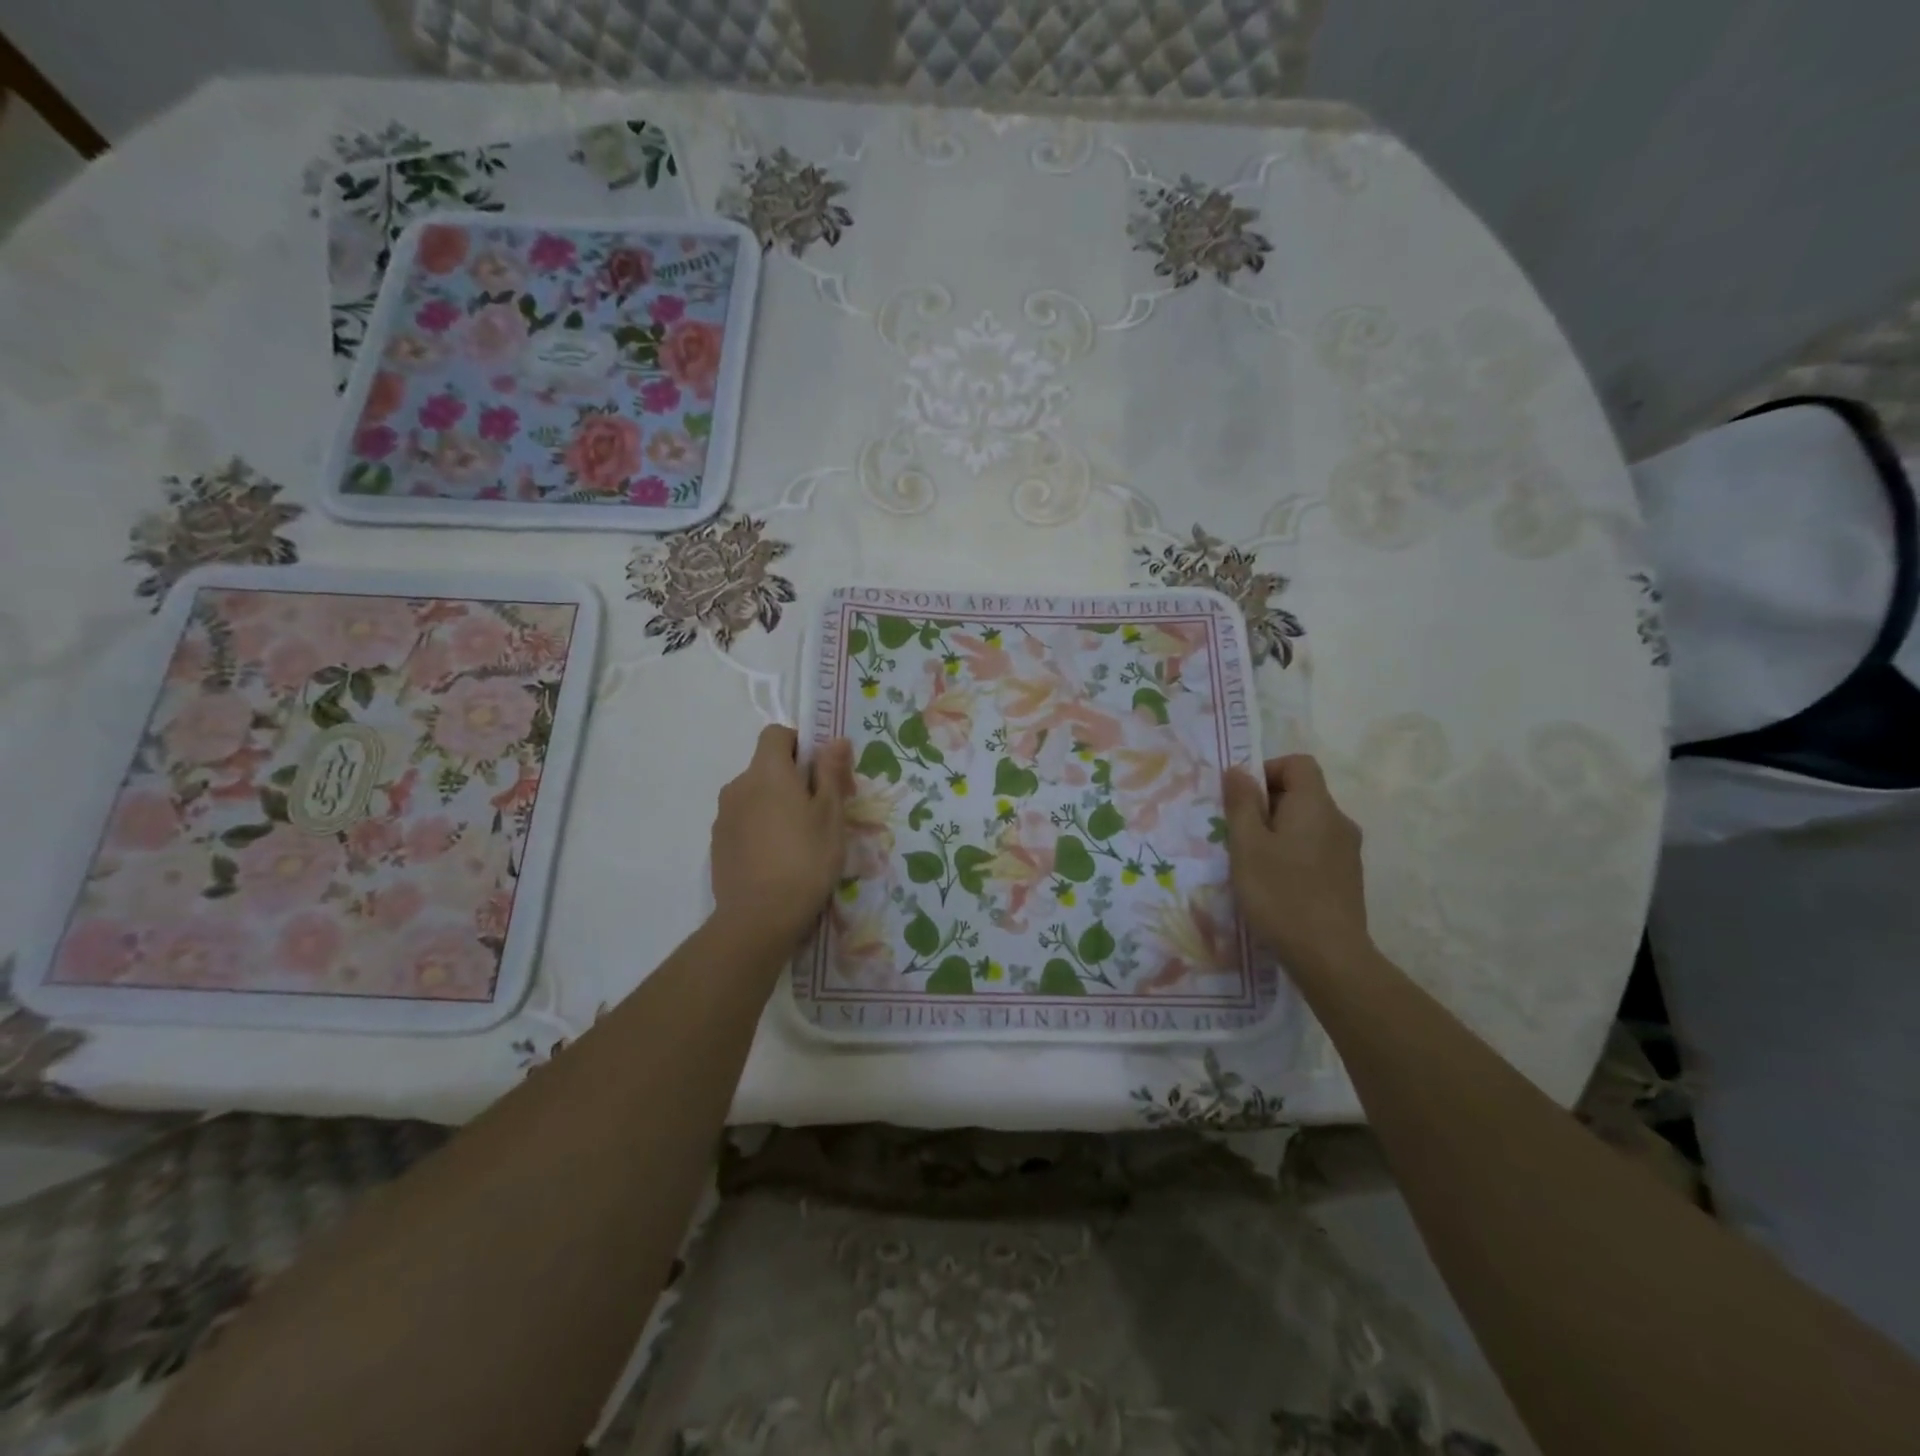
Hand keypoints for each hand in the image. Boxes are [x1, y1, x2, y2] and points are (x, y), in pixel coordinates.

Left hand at [711, 726, 853, 946]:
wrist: (758, 918)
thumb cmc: (805, 859)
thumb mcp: (830, 814)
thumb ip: (831, 772)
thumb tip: (836, 739)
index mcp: (767, 772)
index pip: (776, 734)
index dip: (800, 744)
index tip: (821, 772)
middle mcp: (739, 785)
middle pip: (767, 766)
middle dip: (794, 779)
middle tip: (823, 812)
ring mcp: (724, 816)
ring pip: (755, 795)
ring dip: (777, 805)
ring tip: (801, 840)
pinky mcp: (717, 843)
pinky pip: (744, 821)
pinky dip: (761, 827)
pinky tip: (778, 858)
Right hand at [1221, 754, 1369, 972]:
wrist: (1329, 955)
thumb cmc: (1280, 893)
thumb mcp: (1247, 845)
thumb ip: (1241, 803)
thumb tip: (1239, 770)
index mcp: (1315, 805)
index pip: (1298, 763)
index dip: (1267, 771)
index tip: (1242, 800)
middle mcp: (1338, 820)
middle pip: (1302, 793)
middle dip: (1267, 805)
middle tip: (1239, 836)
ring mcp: (1347, 850)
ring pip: (1308, 823)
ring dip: (1279, 832)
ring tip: (1254, 863)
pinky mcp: (1348, 877)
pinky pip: (1316, 848)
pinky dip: (1294, 853)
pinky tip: (1277, 884)